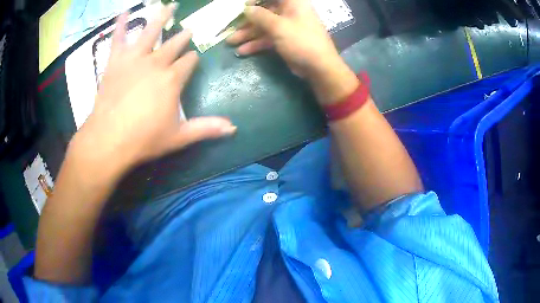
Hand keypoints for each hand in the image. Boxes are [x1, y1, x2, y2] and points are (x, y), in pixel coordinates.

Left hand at [71, 4, 236, 180]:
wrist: (109, 140)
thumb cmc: (144, 139)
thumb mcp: (179, 137)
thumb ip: (205, 129)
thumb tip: (233, 128)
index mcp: (172, 79)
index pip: (188, 62)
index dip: (192, 59)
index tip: (193, 57)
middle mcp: (156, 62)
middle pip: (173, 44)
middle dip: (182, 37)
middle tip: (189, 29)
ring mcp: (135, 59)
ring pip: (150, 32)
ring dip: (161, 18)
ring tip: (169, 6)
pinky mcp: (115, 62)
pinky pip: (118, 38)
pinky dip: (121, 24)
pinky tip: (124, 13)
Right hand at [226, 0, 358, 104]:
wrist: (319, 67)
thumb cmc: (301, 41)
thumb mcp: (279, 26)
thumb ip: (260, 16)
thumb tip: (246, 9)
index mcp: (293, 3)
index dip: (257, 0)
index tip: (244, 6)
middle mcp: (289, 12)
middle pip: (265, 11)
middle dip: (247, 20)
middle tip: (231, 26)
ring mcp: (287, 27)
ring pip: (264, 26)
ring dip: (247, 33)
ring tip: (230, 42)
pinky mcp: (284, 40)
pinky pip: (267, 38)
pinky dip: (256, 44)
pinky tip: (242, 50)